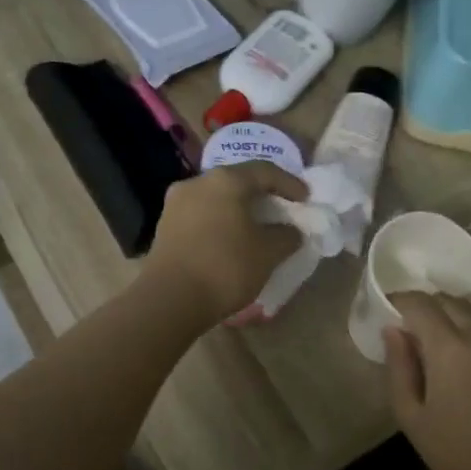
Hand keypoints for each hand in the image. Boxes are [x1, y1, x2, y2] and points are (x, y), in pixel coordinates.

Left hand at [141, 162, 308, 322]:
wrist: (169, 299)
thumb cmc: (225, 267)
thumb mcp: (267, 253)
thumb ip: (286, 236)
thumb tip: (290, 231)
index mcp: (225, 180)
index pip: (264, 171)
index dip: (289, 183)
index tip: (306, 198)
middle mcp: (197, 183)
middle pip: (236, 181)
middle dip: (261, 194)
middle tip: (280, 209)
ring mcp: (176, 203)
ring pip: (215, 198)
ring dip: (237, 209)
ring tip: (255, 227)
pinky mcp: (164, 226)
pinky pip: (200, 215)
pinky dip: (219, 222)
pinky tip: (229, 240)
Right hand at [384, 292, 470, 469]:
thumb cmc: (456, 454)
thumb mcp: (411, 415)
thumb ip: (399, 366)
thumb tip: (393, 330)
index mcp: (450, 348)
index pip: (420, 303)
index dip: (400, 301)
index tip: (389, 310)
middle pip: (449, 298)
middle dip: (425, 305)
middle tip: (412, 325)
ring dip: (456, 306)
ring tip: (444, 328)